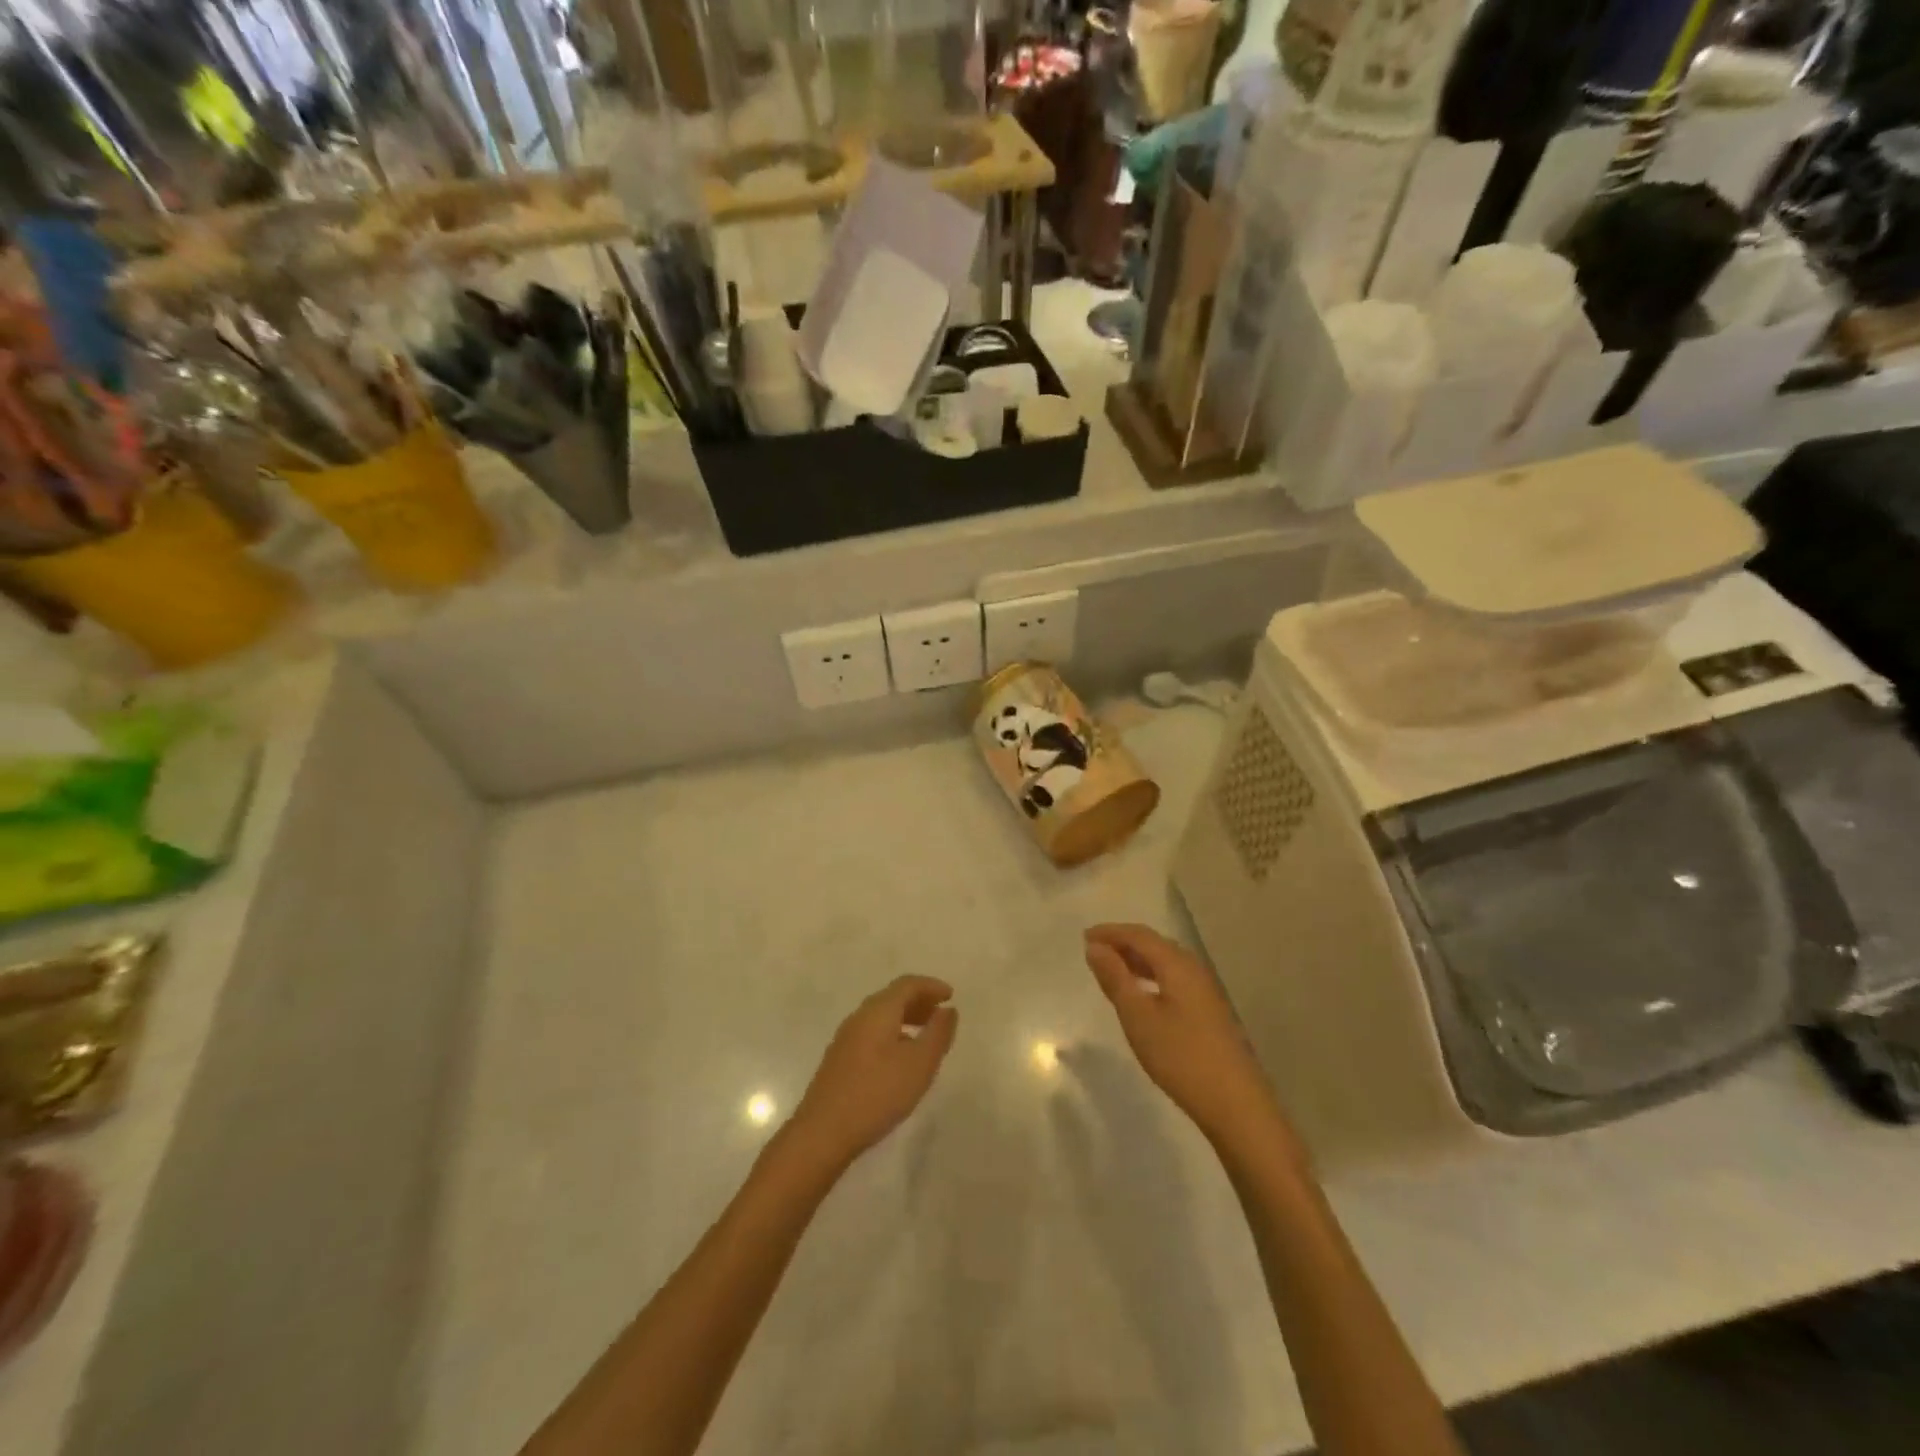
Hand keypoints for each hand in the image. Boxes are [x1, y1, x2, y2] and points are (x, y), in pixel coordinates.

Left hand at [790, 976, 957, 1169]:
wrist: (822, 1132)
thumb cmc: (877, 1093)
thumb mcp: (919, 1064)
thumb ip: (938, 1034)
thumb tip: (947, 1010)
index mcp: (878, 1011)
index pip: (907, 984)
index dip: (931, 986)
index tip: (951, 995)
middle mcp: (859, 1017)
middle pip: (892, 998)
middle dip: (919, 1002)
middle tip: (941, 1015)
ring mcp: (845, 1039)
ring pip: (881, 1017)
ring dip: (906, 1019)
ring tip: (925, 1038)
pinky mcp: (839, 1060)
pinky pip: (872, 1034)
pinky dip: (892, 1035)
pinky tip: (900, 1060)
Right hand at [1084, 924, 1283, 1149]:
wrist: (1235, 1103)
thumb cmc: (1180, 1056)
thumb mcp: (1138, 1017)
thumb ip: (1115, 978)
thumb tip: (1095, 947)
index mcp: (1177, 964)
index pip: (1140, 935)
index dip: (1111, 932)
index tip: (1085, 937)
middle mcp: (1194, 969)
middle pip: (1155, 944)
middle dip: (1123, 943)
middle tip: (1095, 952)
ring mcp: (1206, 990)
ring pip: (1166, 963)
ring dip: (1137, 960)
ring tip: (1112, 970)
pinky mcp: (1210, 1011)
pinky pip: (1174, 979)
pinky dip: (1152, 977)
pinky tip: (1143, 995)